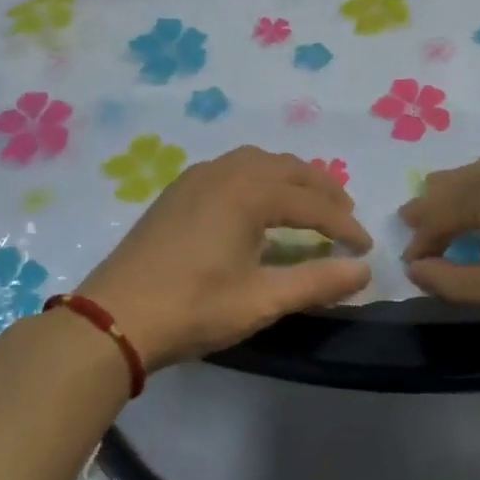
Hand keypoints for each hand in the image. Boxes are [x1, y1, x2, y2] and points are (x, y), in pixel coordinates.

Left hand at [79, 146, 371, 369]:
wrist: (114, 317)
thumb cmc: (193, 308)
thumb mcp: (262, 300)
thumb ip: (317, 282)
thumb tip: (364, 271)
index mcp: (248, 193)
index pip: (312, 203)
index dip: (343, 225)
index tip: (365, 248)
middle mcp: (225, 172)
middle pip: (288, 169)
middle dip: (322, 190)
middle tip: (346, 216)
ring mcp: (196, 177)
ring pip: (258, 162)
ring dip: (291, 178)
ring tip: (309, 204)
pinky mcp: (178, 190)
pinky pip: (232, 168)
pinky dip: (260, 177)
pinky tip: (260, 202)